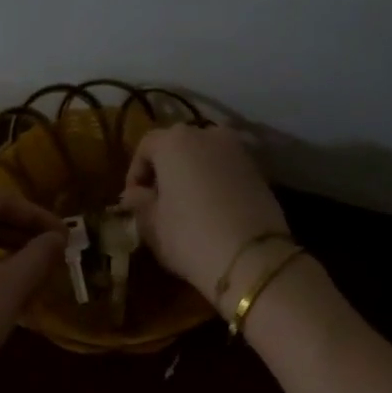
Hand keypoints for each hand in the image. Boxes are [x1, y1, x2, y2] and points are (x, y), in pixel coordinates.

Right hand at [120, 125, 289, 309]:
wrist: (252, 258)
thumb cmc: (188, 236)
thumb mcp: (151, 224)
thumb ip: (139, 203)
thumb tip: (133, 195)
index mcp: (174, 141)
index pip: (145, 146)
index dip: (135, 173)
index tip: (132, 200)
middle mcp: (208, 134)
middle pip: (177, 146)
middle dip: (164, 171)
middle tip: (157, 202)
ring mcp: (238, 151)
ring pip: (204, 157)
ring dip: (191, 176)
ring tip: (185, 207)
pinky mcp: (259, 170)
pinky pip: (225, 170)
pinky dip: (214, 183)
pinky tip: (211, 211)